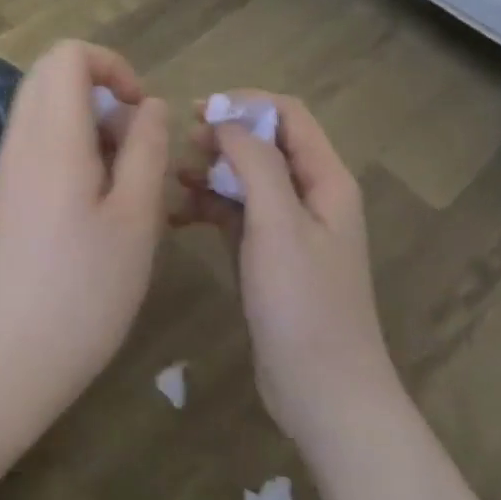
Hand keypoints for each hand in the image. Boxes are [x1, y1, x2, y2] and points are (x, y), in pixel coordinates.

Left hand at [0, 40, 170, 422]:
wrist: (8, 360)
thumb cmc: (85, 292)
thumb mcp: (136, 219)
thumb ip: (146, 149)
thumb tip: (149, 105)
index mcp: (53, 139)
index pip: (68, 56)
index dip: (111, 65)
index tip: (138, 109)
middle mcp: (20, 142)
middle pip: (50, 75)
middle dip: (99, 90)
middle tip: (131, 142)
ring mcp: (4, 169)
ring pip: (42, 109)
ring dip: (85, 122)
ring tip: (117, 180)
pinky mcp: (0, 196)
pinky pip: (33, 143)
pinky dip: (66, 147)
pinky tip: (89, 204)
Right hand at [179, 92, 394, 450]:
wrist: (324, 394)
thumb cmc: (304, 303)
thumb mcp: (279, 224)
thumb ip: (256, 163)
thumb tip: (227, 122)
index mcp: (326, 180)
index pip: (288, 116)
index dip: (246, 105)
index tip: (200, 112)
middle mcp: (311, 196)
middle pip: (265, 145)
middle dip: (224, 138)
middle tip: (182, 145)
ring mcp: (290, 229)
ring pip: (247, 180)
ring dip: (212, 173)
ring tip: (174, 180)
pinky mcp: (269, 258)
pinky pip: (237, 215)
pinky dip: (210, 208)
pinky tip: (177, 217)